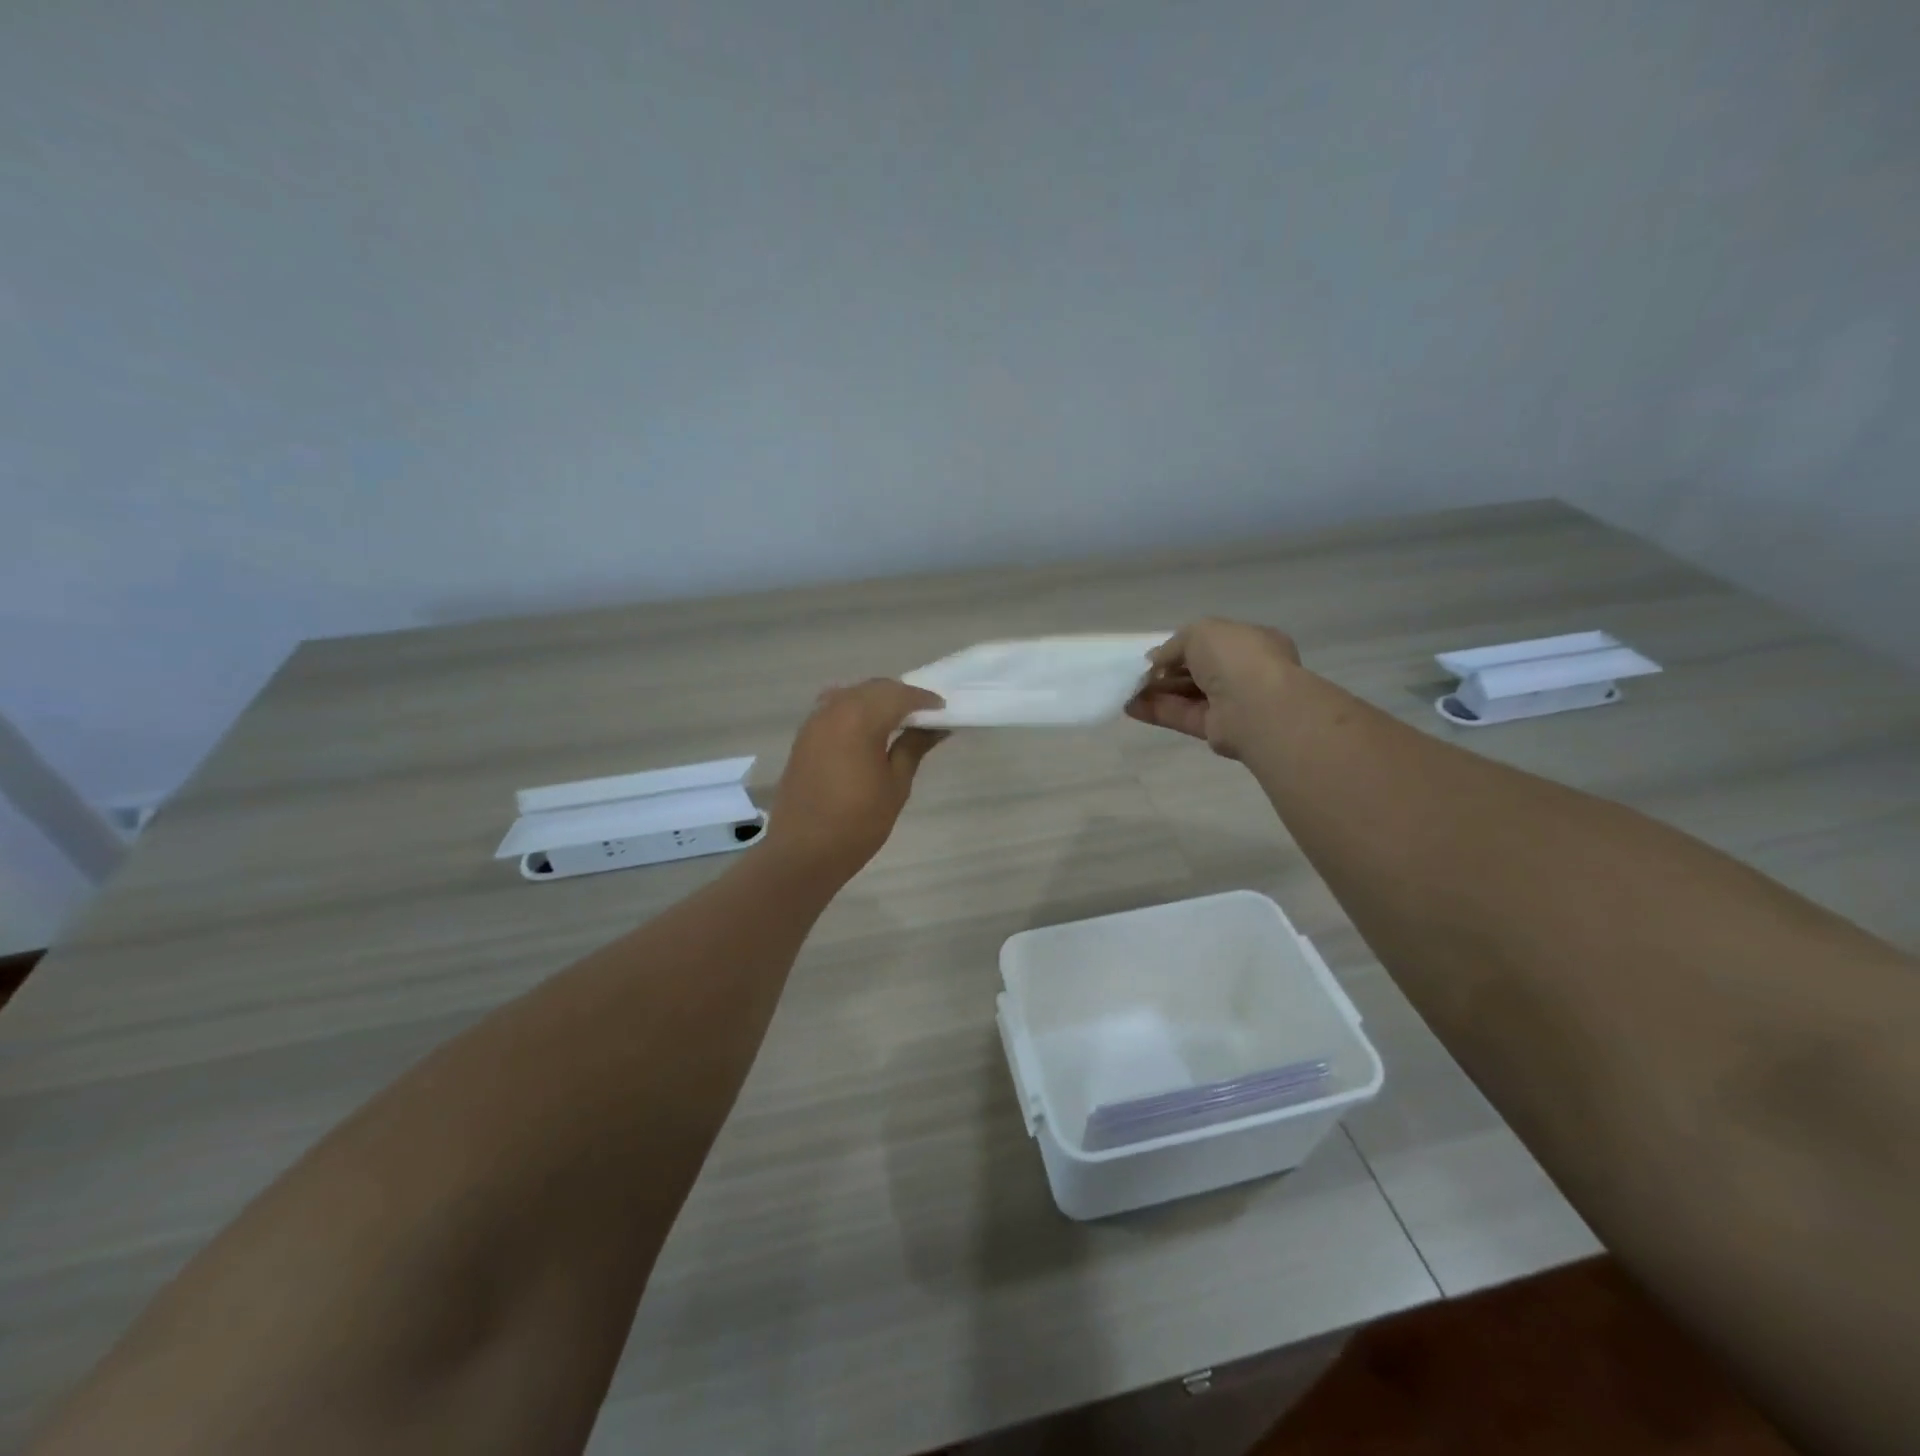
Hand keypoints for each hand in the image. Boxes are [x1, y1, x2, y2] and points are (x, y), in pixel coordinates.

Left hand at [765, 679, 946, 877]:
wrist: (804, 852)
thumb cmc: (858, 823)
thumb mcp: (895, 785)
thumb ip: (914, 747)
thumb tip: (936, 726)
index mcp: (859, 719)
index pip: (898, 695)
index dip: (924, 699)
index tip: (944, 710)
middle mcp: (833, 710)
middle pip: (873, 688)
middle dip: (900, 696)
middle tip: (924, 716)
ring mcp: (814, 722)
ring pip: (851, 694)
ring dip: (876, 701)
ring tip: (898, 722)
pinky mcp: (803, 737)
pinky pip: (833, 708)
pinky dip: (855, 710)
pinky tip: (868, 731)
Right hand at [1125, 619, 1300, 759]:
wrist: (1255, 705)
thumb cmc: (1235, 657)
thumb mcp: (1201, 632)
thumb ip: (1175, 643)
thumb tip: (1155, 660)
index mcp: (1250, 643)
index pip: (1212, 643)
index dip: (1181, 647)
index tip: (1155, 653)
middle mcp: (1244, 672)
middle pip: (1197, 671)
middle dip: (1165, 671)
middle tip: (1136, 673)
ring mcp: (1231, 703)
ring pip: (1187, 695)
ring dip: (1156, 691)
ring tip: (1125, 689)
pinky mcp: (1216, 729)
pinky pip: (1182, 716)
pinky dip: (1156, 711)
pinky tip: (1130, 706)